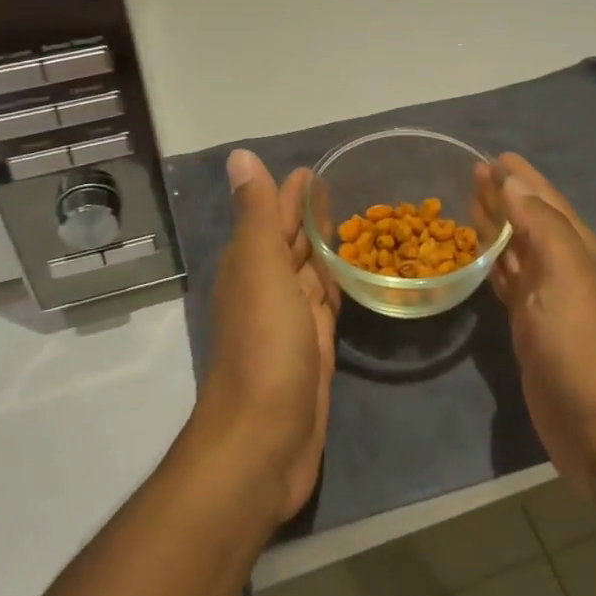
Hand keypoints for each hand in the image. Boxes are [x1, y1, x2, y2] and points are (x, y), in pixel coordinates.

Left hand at [195, 150, 339, 524]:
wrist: (265, 440)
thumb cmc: (265, 346)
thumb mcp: (260, 268)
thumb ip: (255, 214)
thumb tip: (240, 156)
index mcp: (251, 265)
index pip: (272, 216)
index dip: (290, 193)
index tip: (316, 169)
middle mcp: (267, 288)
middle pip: (291, 243)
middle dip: (310, 216)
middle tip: (345, 190)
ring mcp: (291, 321)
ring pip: (311, 273)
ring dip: (326, 249)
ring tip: (356, 223)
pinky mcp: (314, 349)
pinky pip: (327, 305)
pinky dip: (338, 285)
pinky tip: (353, 275)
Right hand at [477, 154, 595, 506]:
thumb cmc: (583, 345)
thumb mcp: (568, 275)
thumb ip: (542, 225)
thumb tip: (514, 184)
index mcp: (580, 252)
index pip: (548, 203)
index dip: (525, 179)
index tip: (498, 155)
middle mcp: (566, 271)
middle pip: (531, 223)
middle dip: (506, 196)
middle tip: (474, 171)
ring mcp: (548, 302)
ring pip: (517, 252)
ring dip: (497, 226)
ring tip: (470, 202)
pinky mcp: (530, 329)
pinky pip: (508, 284)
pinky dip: (493, 265)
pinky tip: (478, 257)